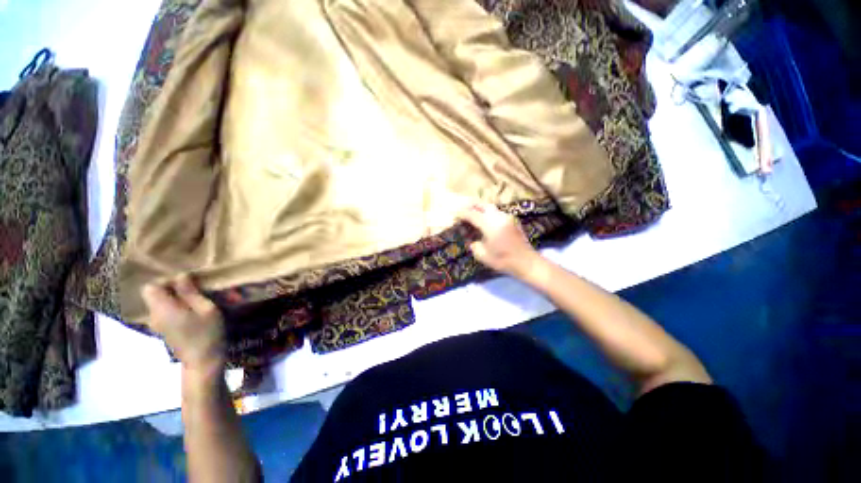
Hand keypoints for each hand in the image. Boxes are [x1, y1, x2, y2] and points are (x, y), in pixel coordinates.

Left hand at [141, 275, 225, 375]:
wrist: (203, 361)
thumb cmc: (207, 333)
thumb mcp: (206, 309)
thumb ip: (190, 292)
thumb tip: (181, 276)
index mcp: (163, 309)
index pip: (151, 287)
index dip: (166, 282)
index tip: (186, 284)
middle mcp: (154, 315)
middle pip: (155, 295)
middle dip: (174, 290)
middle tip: (197, 292)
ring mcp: (157, 324)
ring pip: (161, 304)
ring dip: (178, 300)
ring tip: (199, 303)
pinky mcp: (163, 330)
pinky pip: (165, 312)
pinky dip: (177, 309)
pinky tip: (194, 314)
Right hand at [458, 202, 541, 278]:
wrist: (527, 262)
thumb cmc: (503, 261)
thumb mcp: (482, 255)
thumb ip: (473, 244)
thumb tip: (471, 238)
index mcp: (490, 225)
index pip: (472, 214)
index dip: (462, 213)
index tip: (455, 214)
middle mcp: (498, 217)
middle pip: (482, 205)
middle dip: (471, 206)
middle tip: (463, 211)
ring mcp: (507, 217)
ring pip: (490, 207)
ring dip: (480, 209)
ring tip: (473, 215)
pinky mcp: (512, 220)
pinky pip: (497, 212)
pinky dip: (488, 213)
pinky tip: (486, 221)